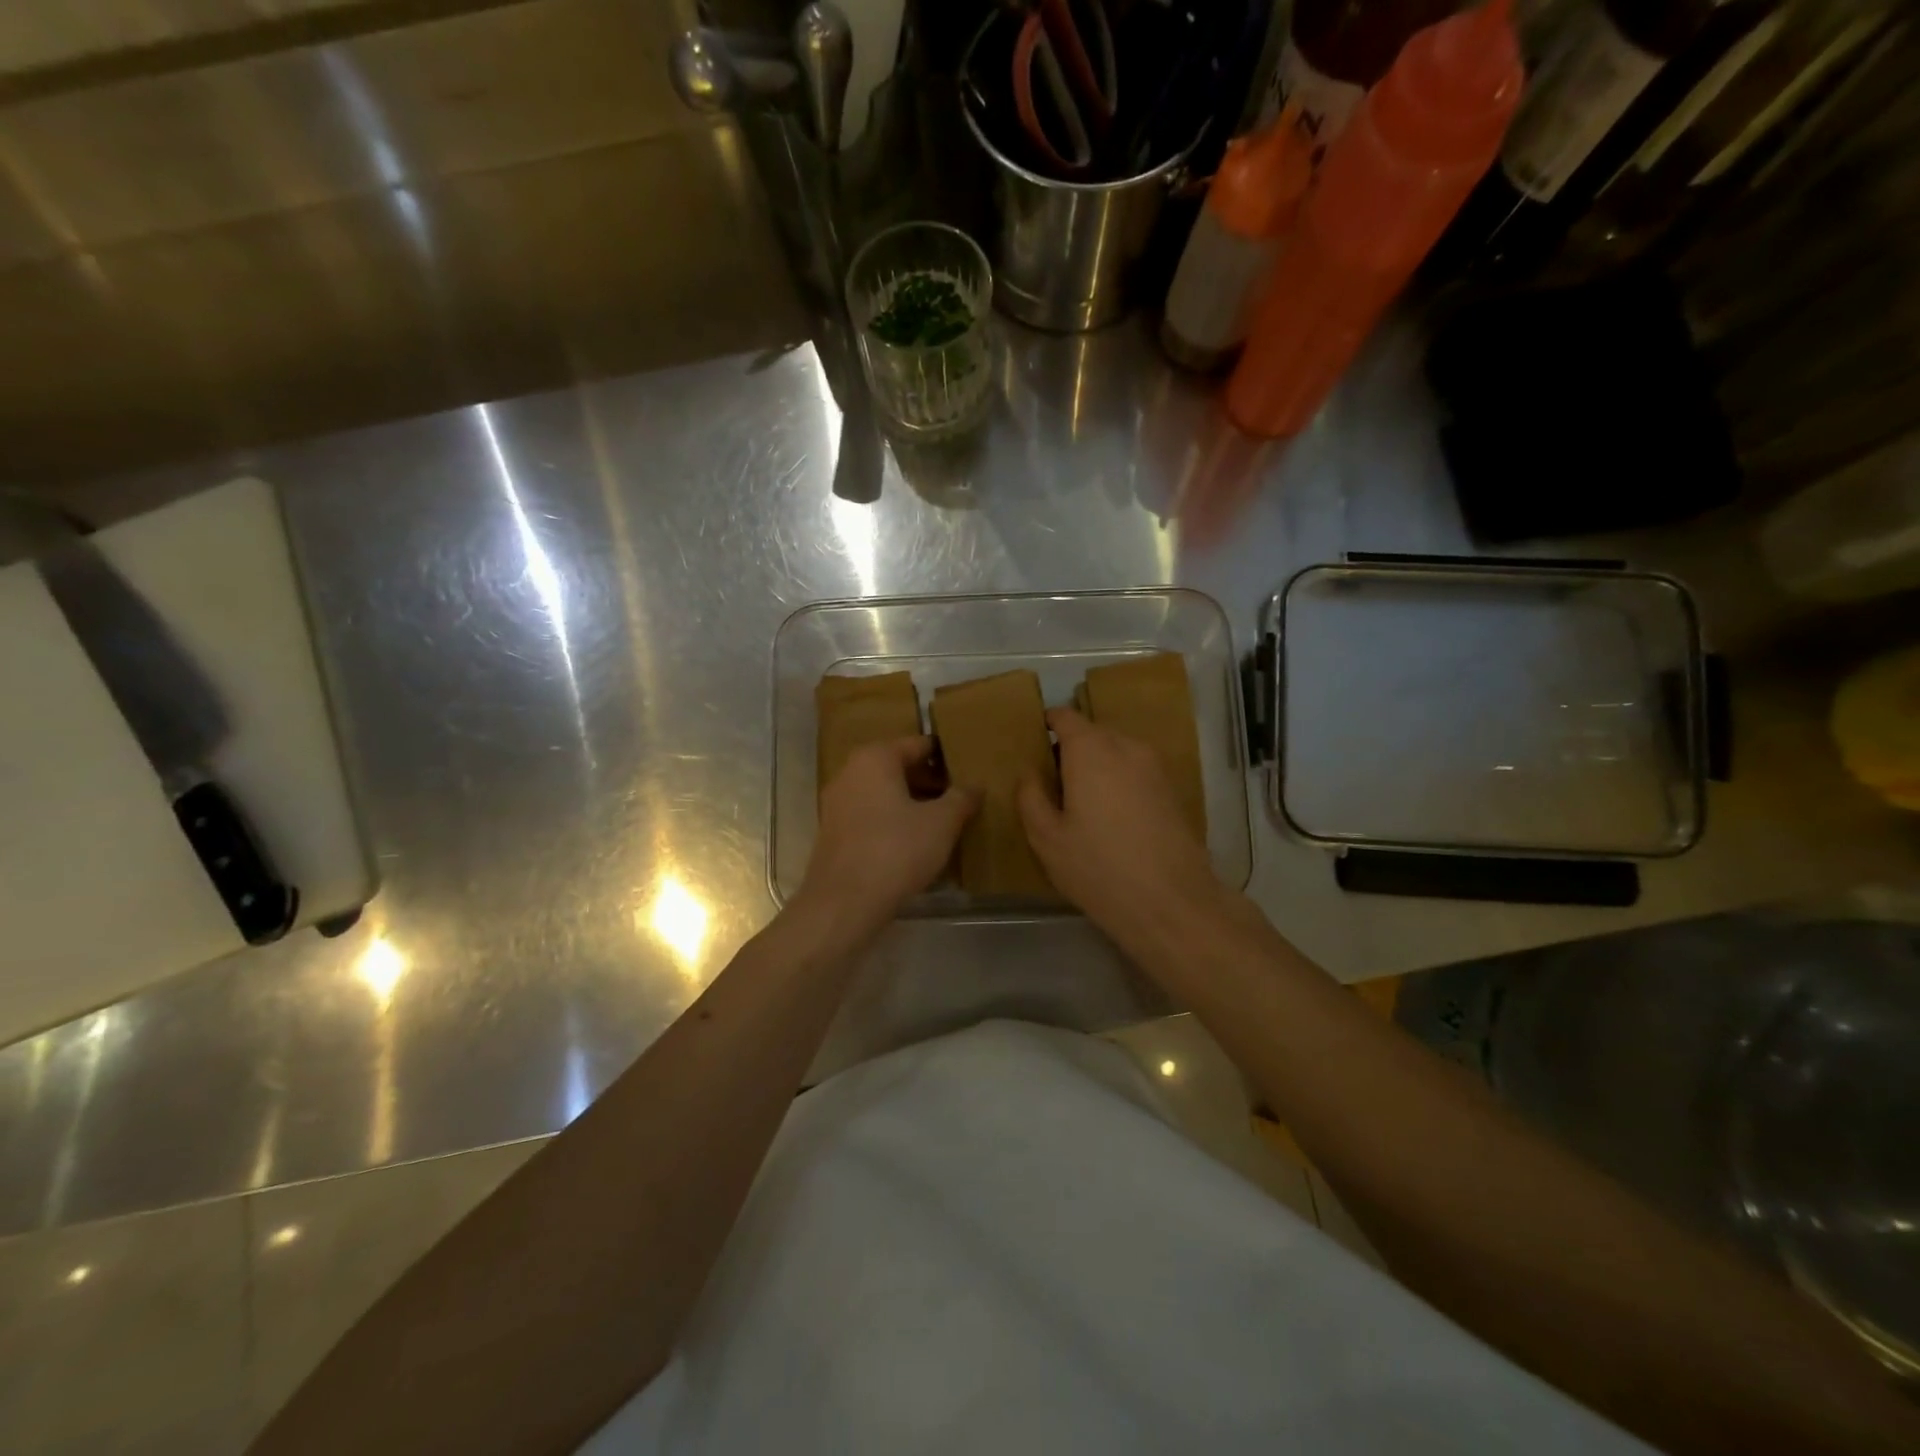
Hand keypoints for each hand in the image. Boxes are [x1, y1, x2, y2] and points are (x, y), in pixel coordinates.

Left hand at [798, 736, 977, 935]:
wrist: (844, 903)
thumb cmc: (896, 851)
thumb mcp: (942, 823)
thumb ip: (962, 798)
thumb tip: (975, 785)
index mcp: (875, 758)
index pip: (919, 744)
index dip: (947, 757)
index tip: (970, 770)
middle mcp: (851, 772)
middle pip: (899, 767)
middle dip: (931, 781)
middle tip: (961, 799)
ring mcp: (837, 803)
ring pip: (885, 793)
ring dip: (913, 804)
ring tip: (944, 823)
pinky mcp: (834, 832)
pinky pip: (872, 816)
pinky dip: (894, 822)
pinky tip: (916, 843)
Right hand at [1017, 708, 1227, 953]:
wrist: (1172, 902)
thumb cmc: (1098, 867)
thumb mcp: (1047, 838)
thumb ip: (1031, 796)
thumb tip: (1029, 772)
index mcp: (1091, 750)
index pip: (1065, 717)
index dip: (1047, 725)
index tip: (1034, 745)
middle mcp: (1127, 746)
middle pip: (1093, 733)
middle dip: (1071, 750)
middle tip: (1053, 784)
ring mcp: (1155, 767)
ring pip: (1117, 752)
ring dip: (1098, 767)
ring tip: (1082, 804)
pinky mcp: (1173, 789)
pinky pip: (1136, 771)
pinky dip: (1120, 781)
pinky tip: (1112, 818)